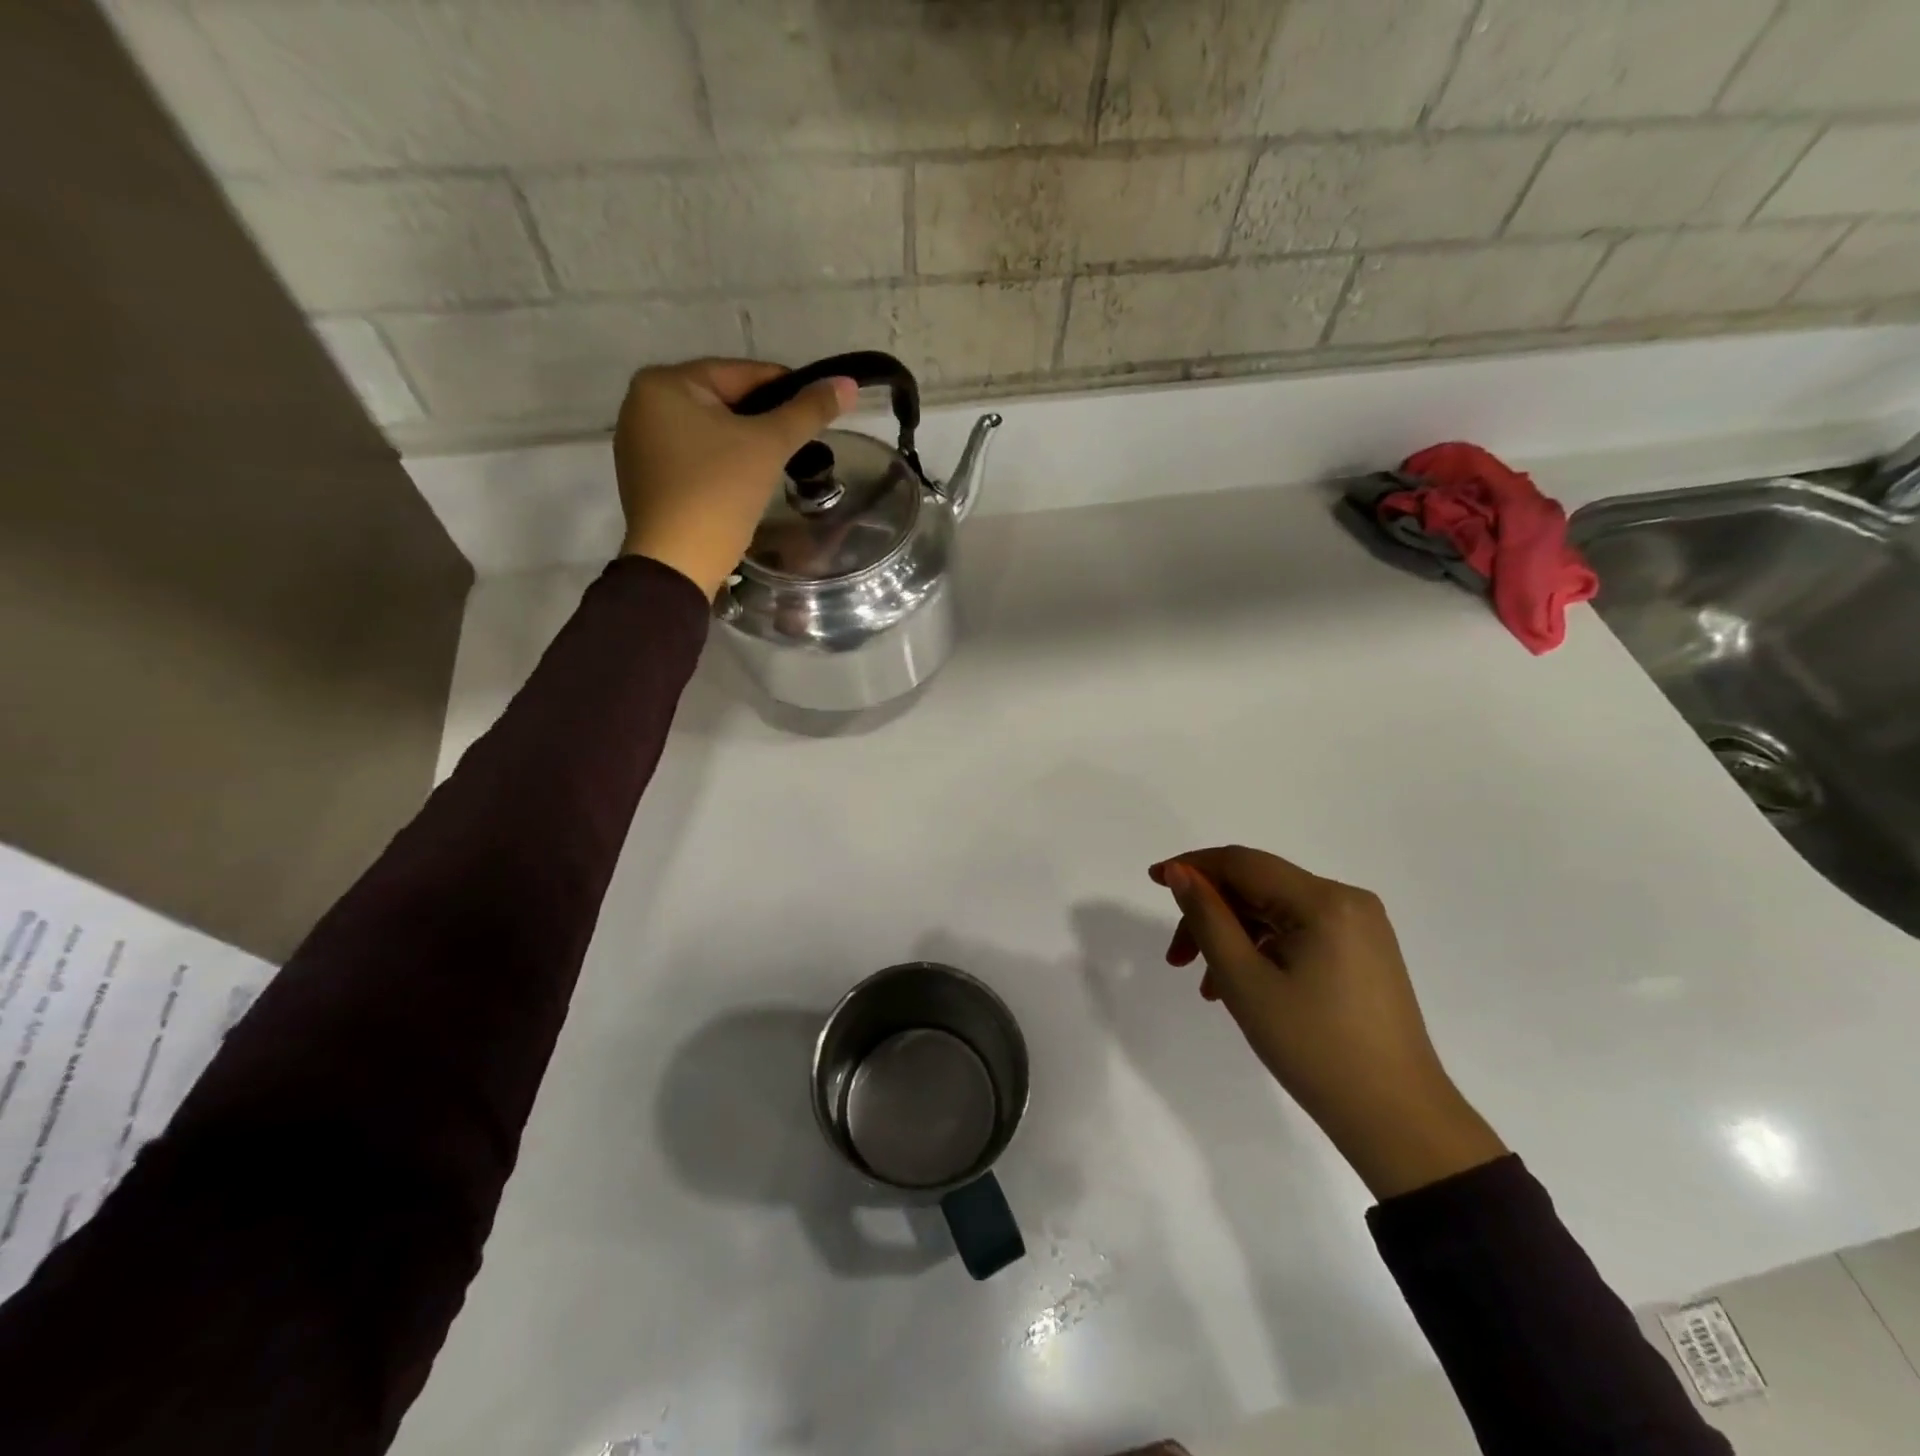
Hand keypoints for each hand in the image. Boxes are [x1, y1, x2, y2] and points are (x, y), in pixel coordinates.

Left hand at [613, 358, 856, 596]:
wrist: (678, 562)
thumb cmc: (720, 492)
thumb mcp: (769, 445)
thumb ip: (809, 411)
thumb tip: (847, 384)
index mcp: (665, 382)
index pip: (741, 373)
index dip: (786, 388)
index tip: (818, 407)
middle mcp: (642, 403)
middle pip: (723, 400)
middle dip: (763, 418)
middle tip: (801, 440)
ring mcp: (639, 442)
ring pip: (709, 430)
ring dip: (744, 441)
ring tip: (778, 462)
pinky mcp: (645, 477)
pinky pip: (693, 456)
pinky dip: (721, 462)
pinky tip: (744, 481)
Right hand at [1151, 846, 1506, 1199]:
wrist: (1398, 1121)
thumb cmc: (1313, 1047)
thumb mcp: (1245, 980)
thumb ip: (1207, 917)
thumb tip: (1180, 872)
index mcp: (1324, 901)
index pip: (1243, 863)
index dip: (1192, 866)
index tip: (1153, 880)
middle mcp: (1347, 901)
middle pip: (1258, 887)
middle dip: (1211, 915)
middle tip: (1176, 959)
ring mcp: (1361, 928)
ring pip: (1275, 912)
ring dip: (1233, 937)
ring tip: (1208, 987)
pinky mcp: (1364, 953)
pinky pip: (1299, 933)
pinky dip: (1263, 951)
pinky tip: (1242, 987)